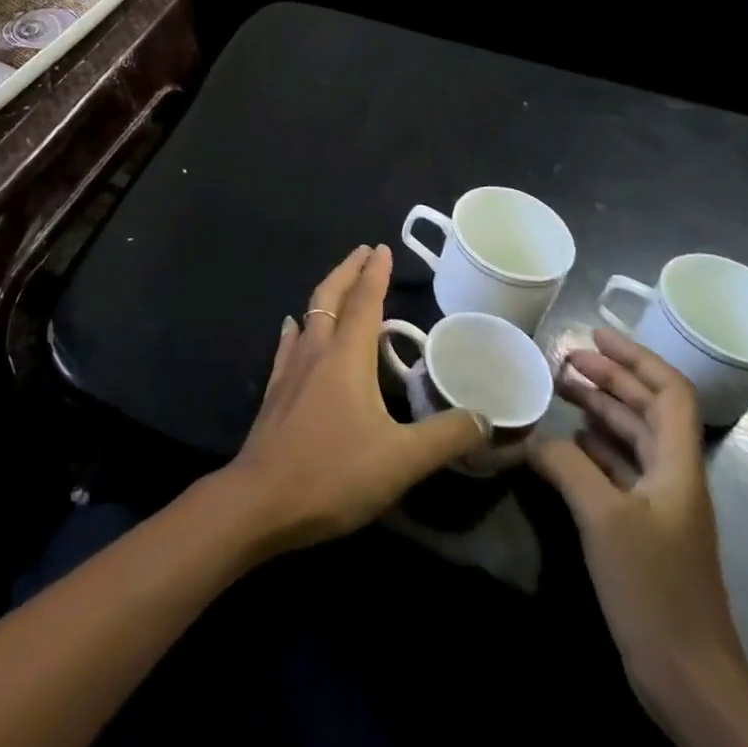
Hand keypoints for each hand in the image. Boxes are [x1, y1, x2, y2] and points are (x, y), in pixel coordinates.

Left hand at [220, 245, 487, 554]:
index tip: (382, 248)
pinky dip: (298, 328)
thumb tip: (485, 417)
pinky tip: (294, 327)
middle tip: (362, 252)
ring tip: (337, 286)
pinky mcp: (276, 390)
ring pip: (309, 316)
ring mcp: (291, 369)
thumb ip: (445, 437)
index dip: (375, 273)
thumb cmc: (334, 473)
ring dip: (326, 295)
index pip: (364, 301)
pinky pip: (289, 344)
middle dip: (347, 271)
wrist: (262, 498)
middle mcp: (316, 351)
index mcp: (346, 356)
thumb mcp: (402, 460)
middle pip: (330, 297)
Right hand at [530, 328, 747, 706]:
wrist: (688, 676)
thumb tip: (533, 437)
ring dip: (597, 408)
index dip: (635, 359)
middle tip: (562, 358)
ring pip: (629, 438)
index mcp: (678, 467)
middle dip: (609, 378)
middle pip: (646, 410)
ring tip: (556, 389)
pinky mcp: (640, 528)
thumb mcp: (604, 517)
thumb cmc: (654, 588)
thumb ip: (566, 464)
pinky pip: (615, 468)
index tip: (593, 334)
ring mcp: (657, 505)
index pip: (668, 393)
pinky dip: (590, 445)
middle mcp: (672, 477)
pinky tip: (563, 441)